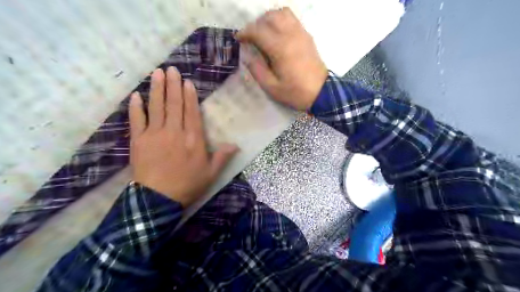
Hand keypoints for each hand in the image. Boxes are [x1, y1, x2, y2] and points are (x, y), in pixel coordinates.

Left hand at [129, 67, 237, 206]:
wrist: (158, 199)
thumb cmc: (188, 185)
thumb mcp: (211, 173)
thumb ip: (222, 157)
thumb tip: (236, 145)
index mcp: (193, 139)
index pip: (191, 112)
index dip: (189, 96)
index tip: (186, 81)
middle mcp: (174, 132)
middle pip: (174, 105)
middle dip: (173, 85)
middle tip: (171, 69)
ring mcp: (155, 135)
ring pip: (156, 107)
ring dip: (156, 89)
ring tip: (157, 73)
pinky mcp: (138, 141)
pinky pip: (136, 120)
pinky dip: (136, 107)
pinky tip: (136, 95)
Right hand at [237, 8, 326, 109]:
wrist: (321, 93)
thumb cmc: (295, 92)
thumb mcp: (272, 87)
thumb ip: (257, 70)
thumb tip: (248, 56)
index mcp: (280, 49)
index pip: (258, 31)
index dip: (245, 32)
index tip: (238, 38)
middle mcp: (291, 35)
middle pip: (270, 16)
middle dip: (257, 23)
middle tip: (251, 37)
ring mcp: (301, 34)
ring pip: (283, 13)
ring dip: (270, 19)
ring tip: (264, 32)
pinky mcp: (307, 36)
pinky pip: (293, 19)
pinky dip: (282, 20)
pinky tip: (278, 34)